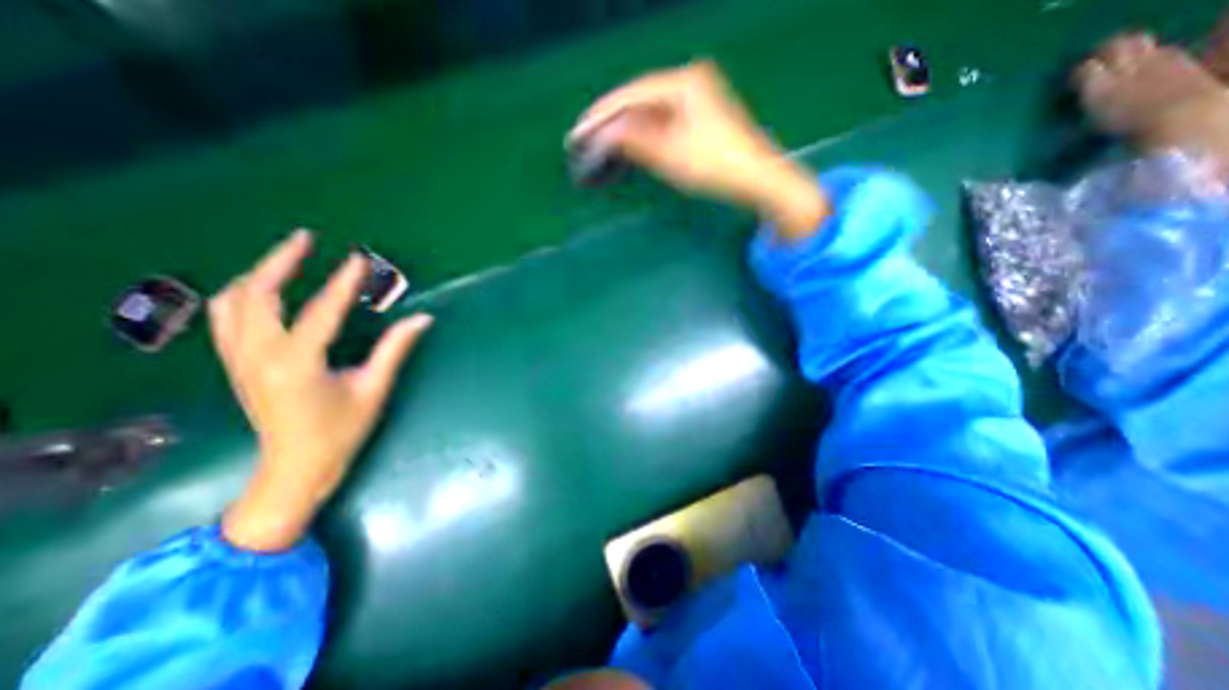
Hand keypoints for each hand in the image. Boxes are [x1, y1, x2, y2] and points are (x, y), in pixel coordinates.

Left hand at [214, 229, 432, 549]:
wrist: (295, 468)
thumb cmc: (341, 431)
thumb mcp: (373, 389)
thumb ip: (395, 349)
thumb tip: (422, 319)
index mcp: (297, 363)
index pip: (323, 310)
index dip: (344, 282)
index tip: (360, 258)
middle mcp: (258, 356)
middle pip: (256, 294)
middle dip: (279, 261)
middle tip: (306, 239)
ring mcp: (239, 360)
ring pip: (232, 303)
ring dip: (257, 275)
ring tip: (285, 259)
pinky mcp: (236, 366)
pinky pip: (227, 319)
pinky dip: (243, 296)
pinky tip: (264, 292)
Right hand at [571, 62, 830, 239]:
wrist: (757, 178)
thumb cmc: (715, 166)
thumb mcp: (670, 155)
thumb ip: (635, 141)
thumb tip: (605, 134)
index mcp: (682, 83)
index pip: (630, 95)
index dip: (600, 116)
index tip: (577, 133)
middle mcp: (688, 82)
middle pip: (638, 99)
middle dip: (610, 121)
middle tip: (583, 138)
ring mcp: (696, 98)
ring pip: (649, 111)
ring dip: (625, 128)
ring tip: (599, 143)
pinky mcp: (699, 115)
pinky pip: (661, 120)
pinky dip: (643, 133)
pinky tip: (628, 143)